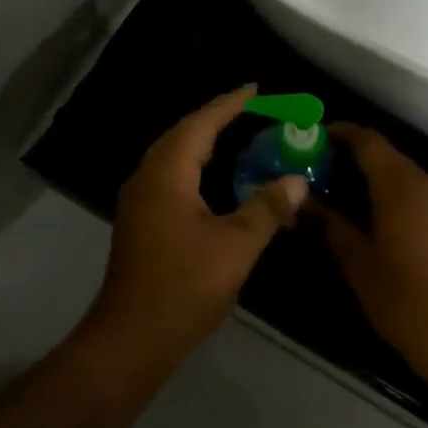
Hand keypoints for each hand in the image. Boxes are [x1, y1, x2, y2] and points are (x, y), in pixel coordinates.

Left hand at [85, 86, 307, 369]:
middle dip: (216, 118)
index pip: (201, 123)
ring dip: (204, 142)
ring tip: (238, 135)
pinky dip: (196, 165)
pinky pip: (171, 175)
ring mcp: (139, 199)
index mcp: (167, 172)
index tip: (256, 89)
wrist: (131, 339)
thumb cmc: (184, 287)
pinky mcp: (140, 219)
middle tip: (251, 109)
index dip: (229, 104)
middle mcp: (147, 176)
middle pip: (184, 133)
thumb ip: (266, 208)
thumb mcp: (235, 247)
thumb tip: (296, 180)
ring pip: (174, 155)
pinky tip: (215, 179)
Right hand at [320, 124, 427, 396]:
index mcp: (400, 184)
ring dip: (365, 174)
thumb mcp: (356, 261)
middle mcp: (424, 181)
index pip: (366, 139)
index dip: (336, 133)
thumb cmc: (404, 298)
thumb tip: (298, 202)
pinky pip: (409, 189)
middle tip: (311, 166)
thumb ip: (327, 224)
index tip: (307, 137)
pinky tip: (361, 211)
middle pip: (381, 152)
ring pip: (396, 171)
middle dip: (346, 154)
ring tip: (329, 188)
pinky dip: (383, 190)